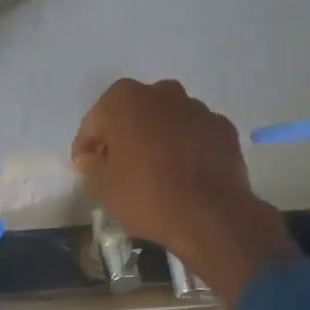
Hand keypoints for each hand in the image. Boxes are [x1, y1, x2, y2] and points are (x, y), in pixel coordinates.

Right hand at [71, 78, 297, 301]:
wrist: (211, 215)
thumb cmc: (147, 196)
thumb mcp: (102, 188)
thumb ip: (90, 166)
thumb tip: (90, 158)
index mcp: (125, 101)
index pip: (95, 121)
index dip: (87, 146)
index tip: (86, 167)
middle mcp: (162, 93)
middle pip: (133, 113)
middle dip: (123, 135)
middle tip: (118, 166)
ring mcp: (197, 108)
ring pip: (165, 120)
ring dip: (156, 138)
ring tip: (153, 171)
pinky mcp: (223, 127)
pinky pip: (193, 133)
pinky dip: (184, 147)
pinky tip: (182, 174)